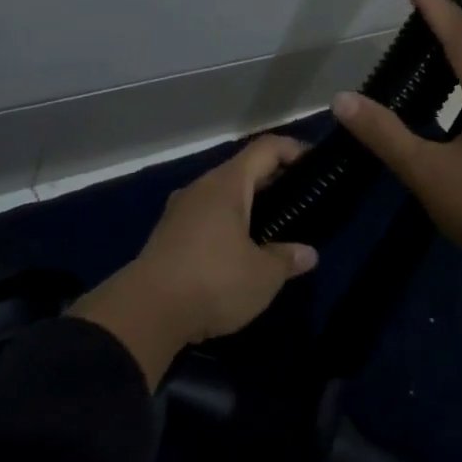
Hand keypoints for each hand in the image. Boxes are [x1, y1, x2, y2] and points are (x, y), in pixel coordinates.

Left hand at [71, 136, 319, 387]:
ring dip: (248, 207)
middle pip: (242, 171)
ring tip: (274, 230)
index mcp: (226, 184)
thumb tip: (307, 254)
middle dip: (273, 182)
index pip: (265, 148)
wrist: (146, 312)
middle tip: (300, 203)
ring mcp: (179, 211)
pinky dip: (227, 225)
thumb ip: (287, 259)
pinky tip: (240, 252)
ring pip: (222, 197)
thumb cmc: (213, 281)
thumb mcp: (262, 275)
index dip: (293, 150)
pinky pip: (206, 218)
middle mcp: (200, 188)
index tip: (316, 165)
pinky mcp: (167, 236)